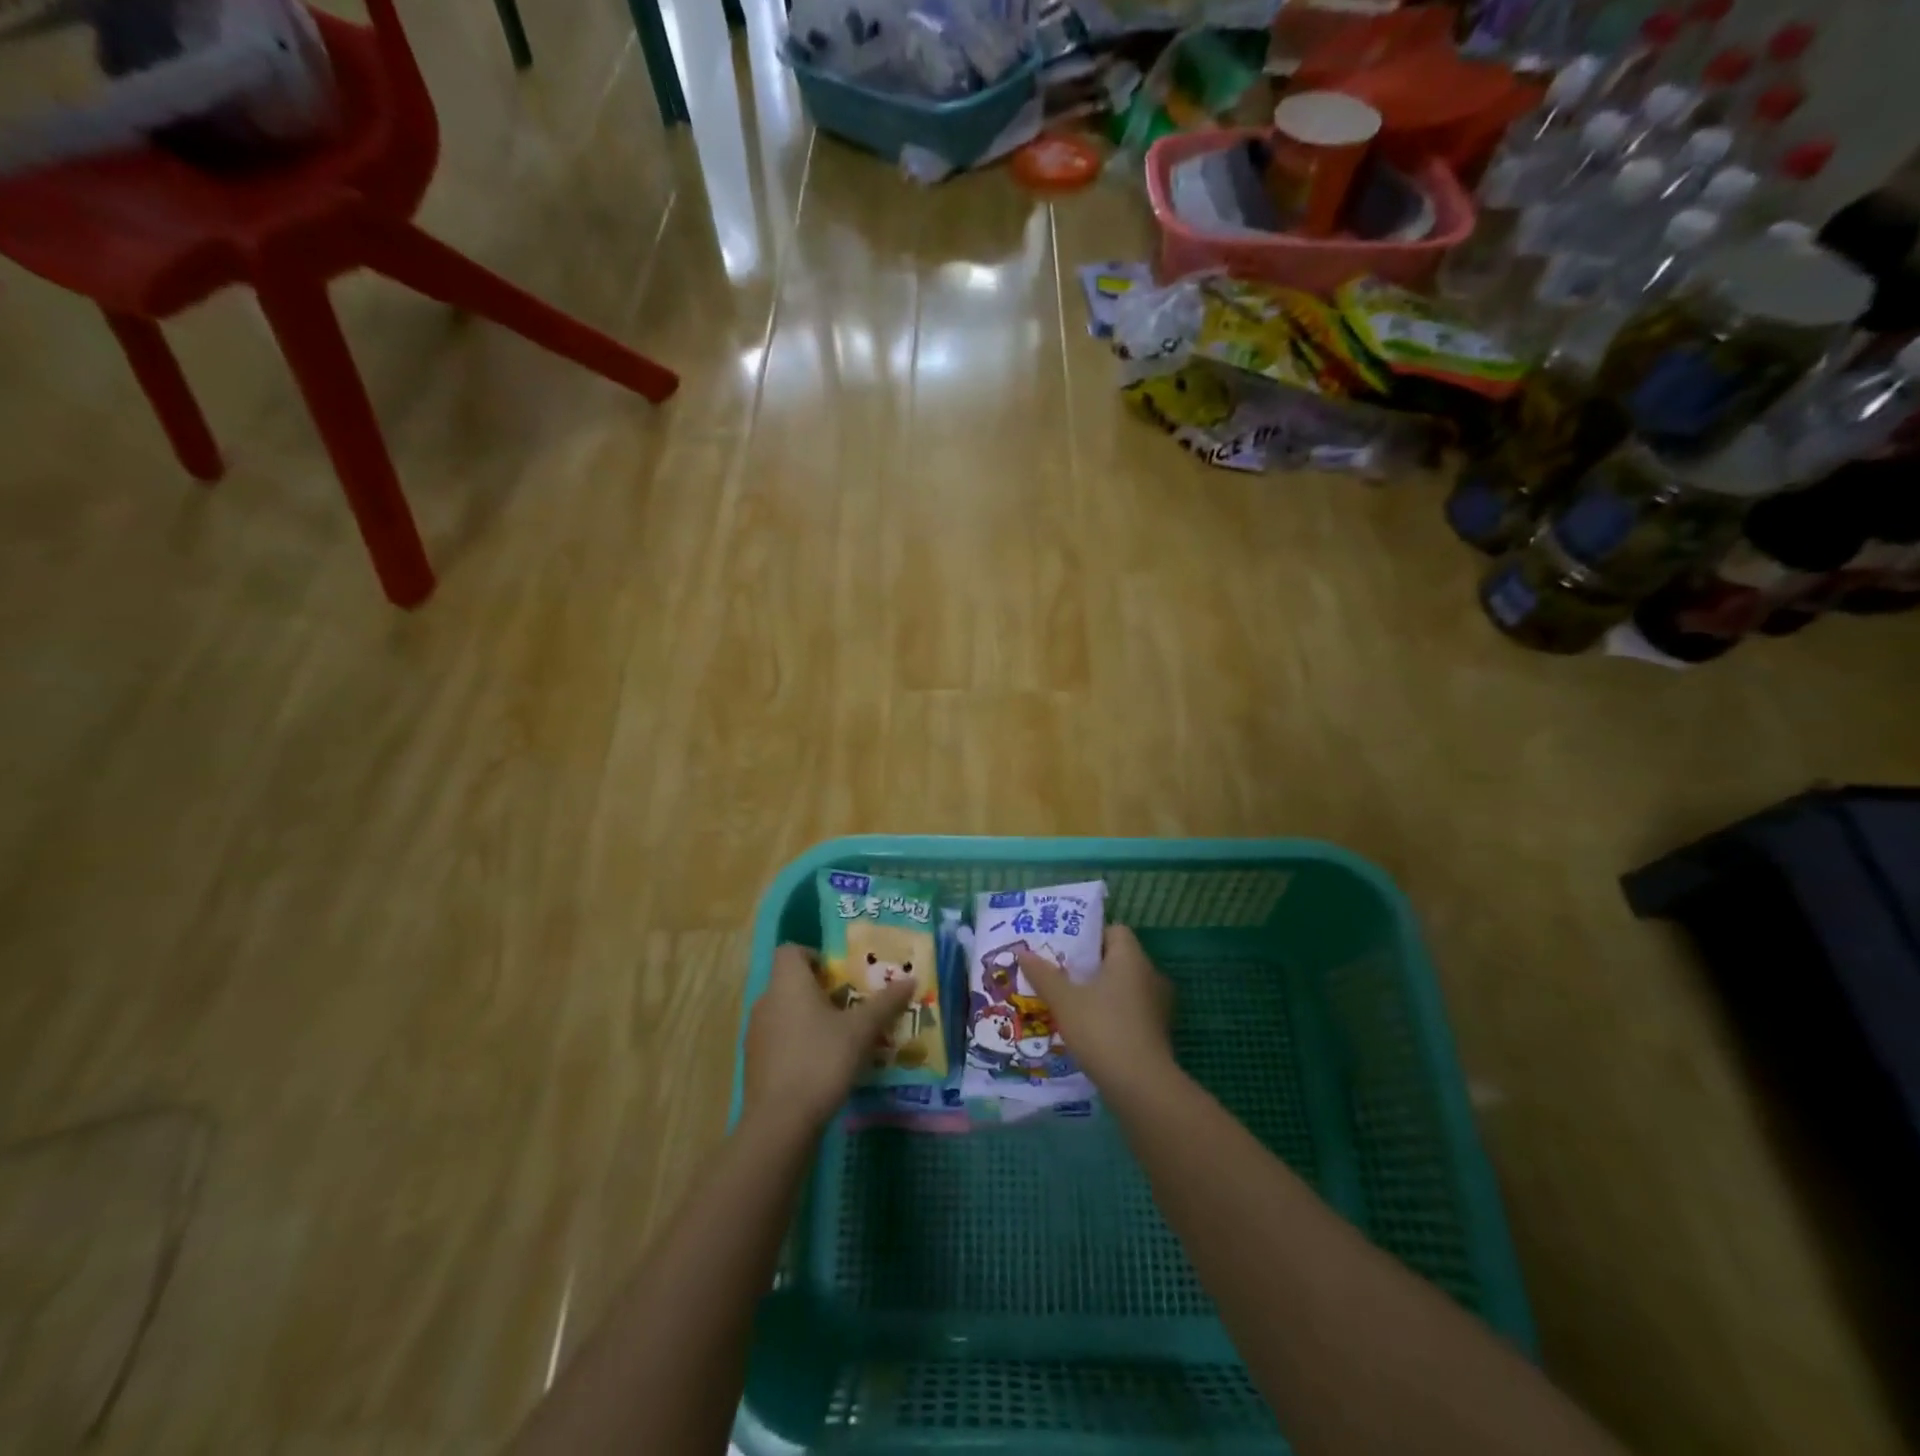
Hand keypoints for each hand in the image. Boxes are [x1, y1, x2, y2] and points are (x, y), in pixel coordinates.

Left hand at [744, 944, 915, 1131]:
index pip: (791, 950)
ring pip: (785, 1012)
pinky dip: (797, 1043)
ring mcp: (756, 1033)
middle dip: (820, 991)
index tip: (840, 975)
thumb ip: (885, 1003)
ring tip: (841, 1037)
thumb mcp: (861, 1030)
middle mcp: (766, 1001)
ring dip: (809, 1018)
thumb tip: (911, 979)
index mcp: (788, 983)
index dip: (815, 956)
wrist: (780, 1121)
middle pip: (791, 982)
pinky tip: (821, 1065)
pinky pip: (778, 1039)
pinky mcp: (754, 1063)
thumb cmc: (821, 1060)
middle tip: (851, 1006)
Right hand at [1016, 925, 1173, 1088]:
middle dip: (1089, 966)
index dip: (1089, 936)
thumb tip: (1022, 952)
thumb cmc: (1102, 1030)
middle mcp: (1150, 974)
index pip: (1114, 931)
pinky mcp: (1157, 1031)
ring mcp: (1157, 1005)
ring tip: (1069, 1002)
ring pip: (1123, 987)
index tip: (1065, 950)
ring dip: (1100, 992)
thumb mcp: (1064, 1001)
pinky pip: (1130, 1010)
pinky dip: (1111, 1014)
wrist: (1141, 1086)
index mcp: (1131, 958)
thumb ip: (1044, 975)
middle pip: (1117, 959)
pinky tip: (1089, 1029)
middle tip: (1059, 974)